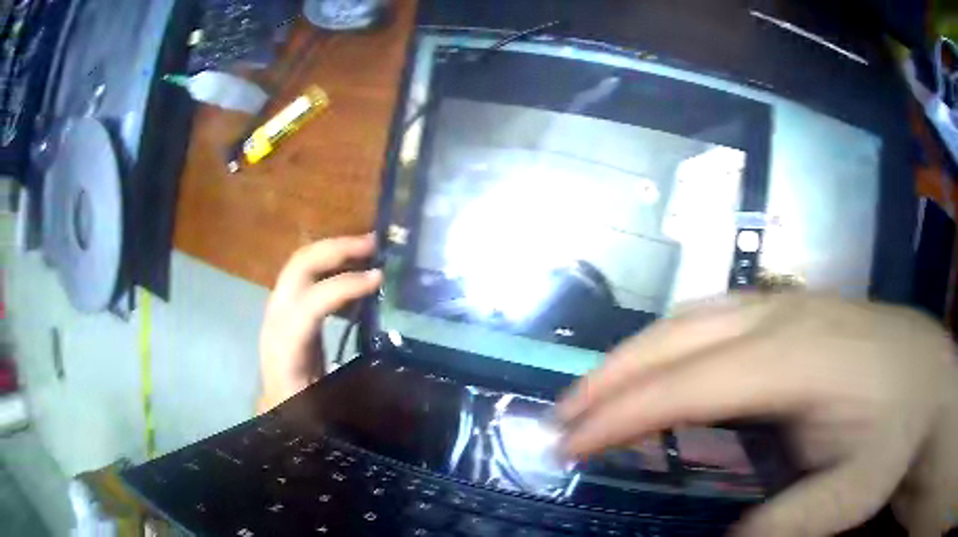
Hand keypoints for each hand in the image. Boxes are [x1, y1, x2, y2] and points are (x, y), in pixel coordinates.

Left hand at [258, 234, 381, 413]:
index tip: (379, 278)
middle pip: (298, 267)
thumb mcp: (327, 410)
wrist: (278, 410)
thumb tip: (391, 369)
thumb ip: (352, 391)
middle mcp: (276, 320)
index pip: (310, 304)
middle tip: (374, 245)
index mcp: (285, 349)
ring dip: (335, 252)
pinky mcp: (289, 309)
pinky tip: (357, 276)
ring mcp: (279, 310)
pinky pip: (308, 276)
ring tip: (370, 251)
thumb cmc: (301, 415)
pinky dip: (332, 267)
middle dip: (336, 250)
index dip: (344, 286)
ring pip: (301, 264)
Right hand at [557, 294, 957, 535]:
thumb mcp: (852, 495)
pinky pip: (713, 314)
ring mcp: (786, 305)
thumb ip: (787, 522)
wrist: (930, 378)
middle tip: (562, 418)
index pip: (691, 384)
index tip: (569, 446)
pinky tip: (662, 364)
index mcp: (798, 361)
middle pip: (678, 335)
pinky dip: (670, 340)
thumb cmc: (896, 433)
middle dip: (610, 376)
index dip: (622, 414)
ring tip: (596, 393)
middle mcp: (781, 318)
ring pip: (691, 316)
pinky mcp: (791, 307)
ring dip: (634, 353)